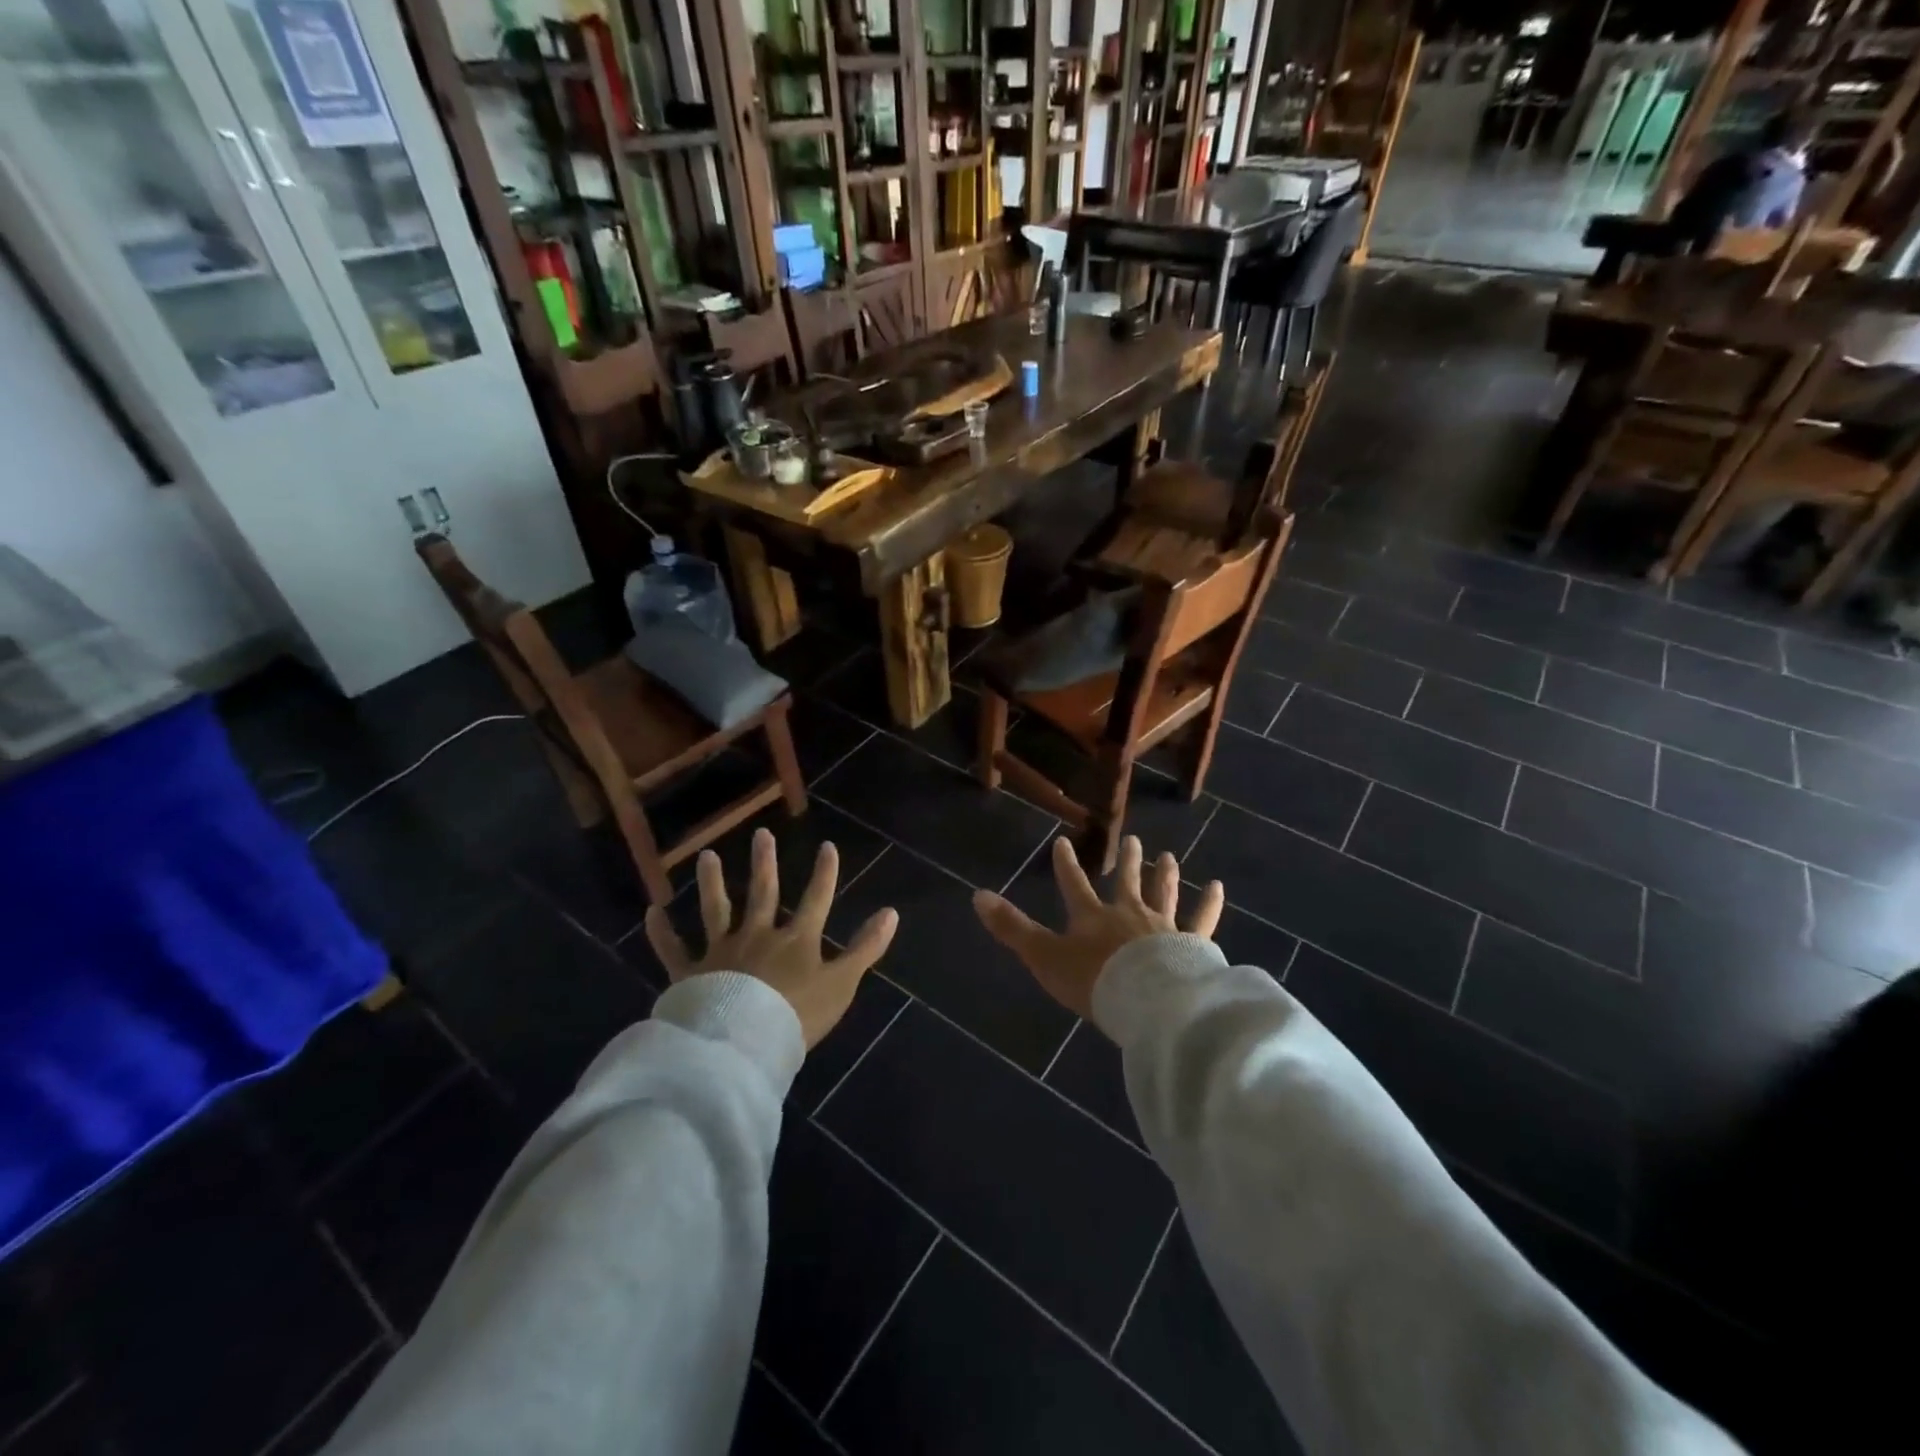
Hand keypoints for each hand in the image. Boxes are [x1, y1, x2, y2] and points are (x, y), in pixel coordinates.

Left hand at [643, 827, 898, 1048]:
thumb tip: (891, 912)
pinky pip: (672, 950)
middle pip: (763, 893)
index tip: (827, 846)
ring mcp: (721, 952)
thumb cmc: (797, 1015)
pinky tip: (651, 912)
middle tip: (761, 834)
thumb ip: (865, 948)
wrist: (742, 1044)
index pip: (816, 899)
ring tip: (707, 856)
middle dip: (765, 863)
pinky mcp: (690, 973)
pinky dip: (661, 932)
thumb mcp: (841, 983)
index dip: (824, 873)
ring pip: (716, 910)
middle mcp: (757, 935)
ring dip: (713, 882)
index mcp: (795, 940)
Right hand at [972, 835, 1223, 1020]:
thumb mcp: (1044, 957)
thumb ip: (1012, 928)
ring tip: (1169, 856)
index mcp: (1092, 917)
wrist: (1148, 1002)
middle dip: (1127, 862)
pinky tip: (1217, 887)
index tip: (1064, 841)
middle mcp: (1128, 913)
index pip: (1074, 884)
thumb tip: (976, 895)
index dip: (1066, 864)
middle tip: (1133, 840)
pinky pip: (1202, 920)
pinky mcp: (1192, 944)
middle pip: (1127, 882)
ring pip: (1164, 893)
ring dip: (1164, 875)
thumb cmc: (1094, 981)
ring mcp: (1163, 926)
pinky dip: (1209, 903)